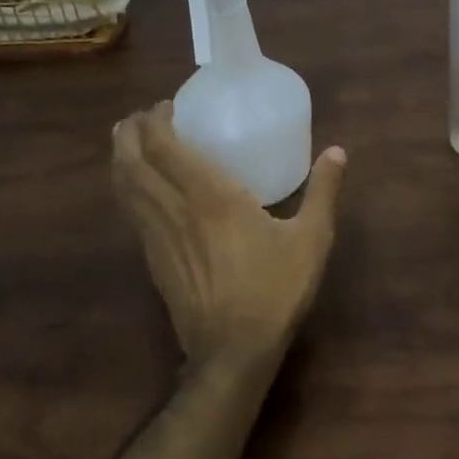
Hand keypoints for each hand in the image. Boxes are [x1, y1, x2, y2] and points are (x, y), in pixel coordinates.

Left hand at [112, 102, 346, 366]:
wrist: (234, 351)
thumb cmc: (275, 290)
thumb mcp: (312, 239)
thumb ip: (323, 191)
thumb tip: (337, 151)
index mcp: (210, 196)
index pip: (165, 147)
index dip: (156, 121)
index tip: (166, 106)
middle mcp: (175, 209)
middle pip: (132, 161)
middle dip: (129, 132)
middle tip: (141, 117)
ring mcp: (157, 236)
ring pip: (124, 187)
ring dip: (121, 158)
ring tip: (129, 141)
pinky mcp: (152, 260)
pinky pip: (131, 212)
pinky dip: (129, 188)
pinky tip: (141, 188)